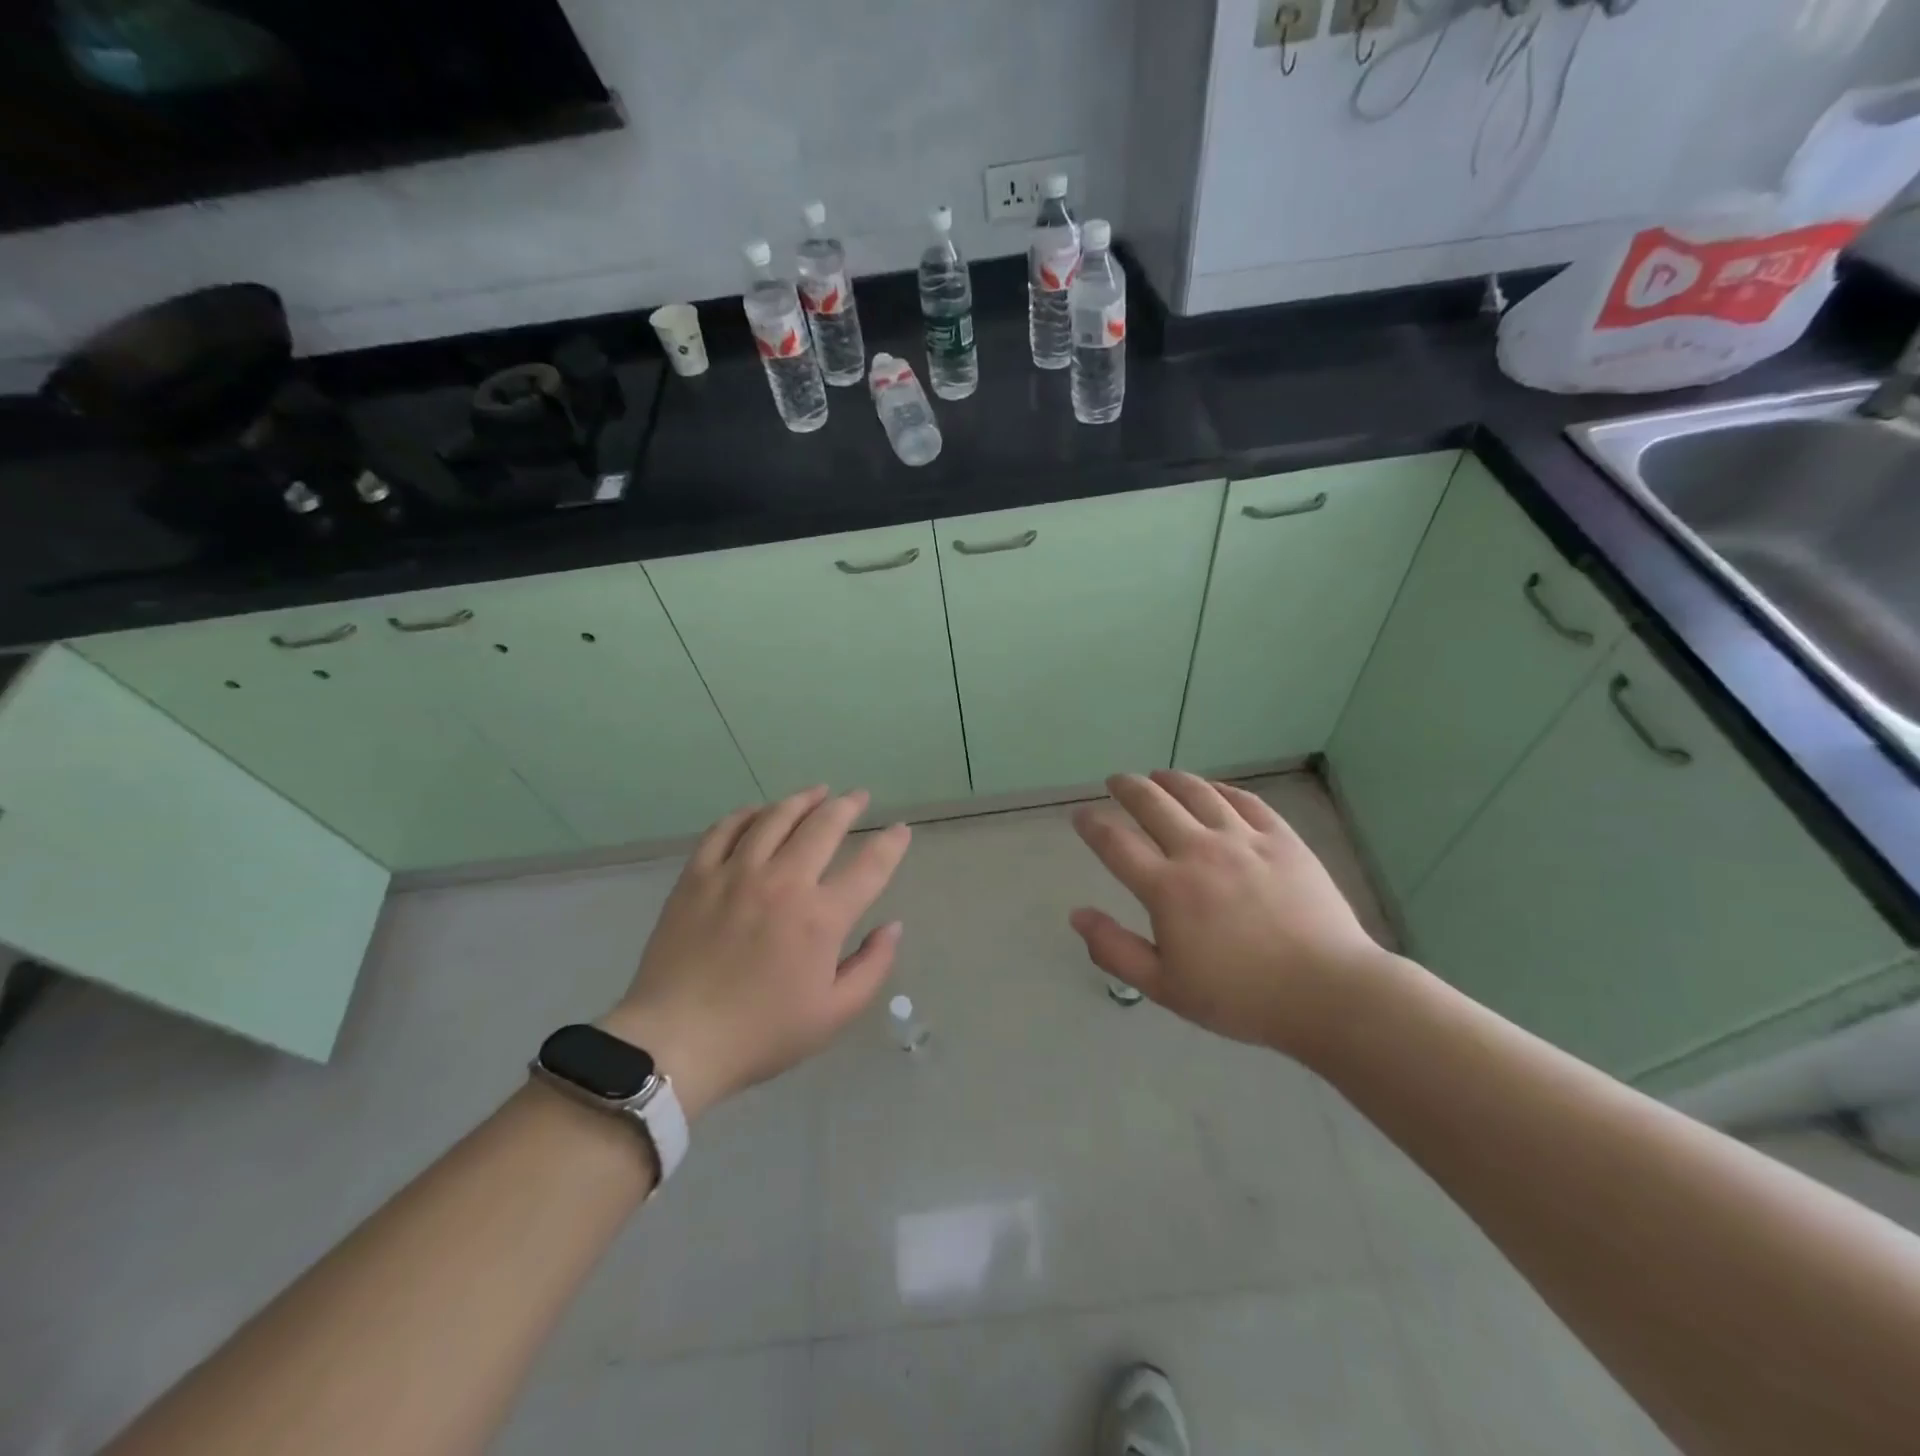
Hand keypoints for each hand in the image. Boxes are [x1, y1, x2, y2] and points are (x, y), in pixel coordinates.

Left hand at [603, 787, 910, 1119]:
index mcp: (821, 917)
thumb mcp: (833, 1014)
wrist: (676, 1041)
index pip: (870, 866)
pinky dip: (748, 814)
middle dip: (848, 805)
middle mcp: (783, 882)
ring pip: (776, 817)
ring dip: (802, 799)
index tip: (900, 830)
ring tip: (817, 792)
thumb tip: (893, 926)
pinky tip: (759, 812)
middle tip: (858, 797)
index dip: (891, 844)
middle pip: (824, 825)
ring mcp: (736, 873)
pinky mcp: (697, 875)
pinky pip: (725, 829)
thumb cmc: (761, 1033)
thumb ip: (872, 966)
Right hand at [1069, 771, 1391, 1058]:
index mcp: (1167, 888)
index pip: (1115, 843)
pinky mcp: (1282, 839)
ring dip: (1170, 779)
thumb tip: (1077, 915)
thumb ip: (1115, 950)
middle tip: (1116, 781)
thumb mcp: (1165, 987)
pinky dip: (1220, 789)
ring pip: (1198, 792)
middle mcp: (1199, 851)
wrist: (1328, 992)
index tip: (1081, 816)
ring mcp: (1243, 840)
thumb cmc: (1241, 997)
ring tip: (1158, 775)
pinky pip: (1244, 801)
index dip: (1092, 826)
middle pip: (1152, 803)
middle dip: (1127, 787)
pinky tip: (1212, 790)